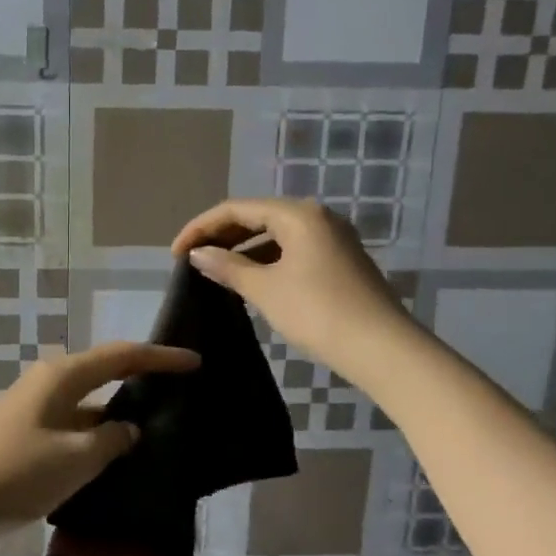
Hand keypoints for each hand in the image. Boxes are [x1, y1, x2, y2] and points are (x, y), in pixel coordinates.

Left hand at [0, 341, 199, 551]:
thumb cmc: (14, 472)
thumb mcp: (74, 458)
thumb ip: (111, 440)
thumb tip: (129, 429)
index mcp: (61, 377)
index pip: (122, 356)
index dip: (160, 357)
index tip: (196, 361)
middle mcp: (48, 385)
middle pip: (104, 375)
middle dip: (141, 383)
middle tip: (181, 395)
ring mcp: (34, 412)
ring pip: (89, 407)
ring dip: (118, 418)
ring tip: (159, 433)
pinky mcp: (25, 438)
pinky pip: (73, 430)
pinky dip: (96, 440)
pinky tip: (116, 462)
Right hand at [173, 198, 410, 386]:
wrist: (380, 347)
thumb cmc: (316, 312)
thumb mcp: (265, 289)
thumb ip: (228, 267)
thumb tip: (198, 254)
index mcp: (297, 214)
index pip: (236, 208)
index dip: (201, 227)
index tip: (175, 253)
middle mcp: (317, 217)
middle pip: (257, 216)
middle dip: (222, 235)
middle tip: (192, 259)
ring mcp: (332, 238)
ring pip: (275, 234)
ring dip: (243, 249)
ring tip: (215, 271)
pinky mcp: (339, 260)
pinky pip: (292, 249)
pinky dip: (266, 260)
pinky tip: (250, 280)